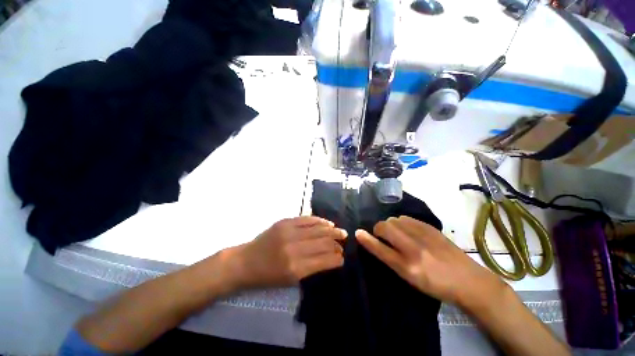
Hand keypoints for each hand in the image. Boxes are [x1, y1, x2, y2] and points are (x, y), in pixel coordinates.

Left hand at [230, 216, 345, 288]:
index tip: (342, 257)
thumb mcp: (290, 280)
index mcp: (296, 268)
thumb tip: (330, 257)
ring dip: (331, 229)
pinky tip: (327, 222)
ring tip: (340, 231)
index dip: (336, 258)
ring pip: (317, 229)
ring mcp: (288, 232)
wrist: (246, 262)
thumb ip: (312, 267)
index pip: (324, 259)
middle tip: (344, 240)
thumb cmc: (268, 276)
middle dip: (336, 242)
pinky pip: (307, 219)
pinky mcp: (284, 222)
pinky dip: (319, 220)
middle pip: (323, 242)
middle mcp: (294, 249)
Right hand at [355, 216, 507, 311]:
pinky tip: (407, 229)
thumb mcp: (411, 279)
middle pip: (386, 228)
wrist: (468, 280)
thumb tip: (376, 242)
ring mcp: (424, 236)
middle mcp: (414, 249)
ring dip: (390, 225)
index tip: (357, 232)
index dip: (366, 240)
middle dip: (379, 229)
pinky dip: (401, 222)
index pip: (380, 249)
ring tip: (396, 233)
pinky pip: (407, 218)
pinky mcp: (431, 228)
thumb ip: (391, 259)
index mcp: (408, 267)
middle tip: (382, 236)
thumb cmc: (436, 284)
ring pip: (395, 220)